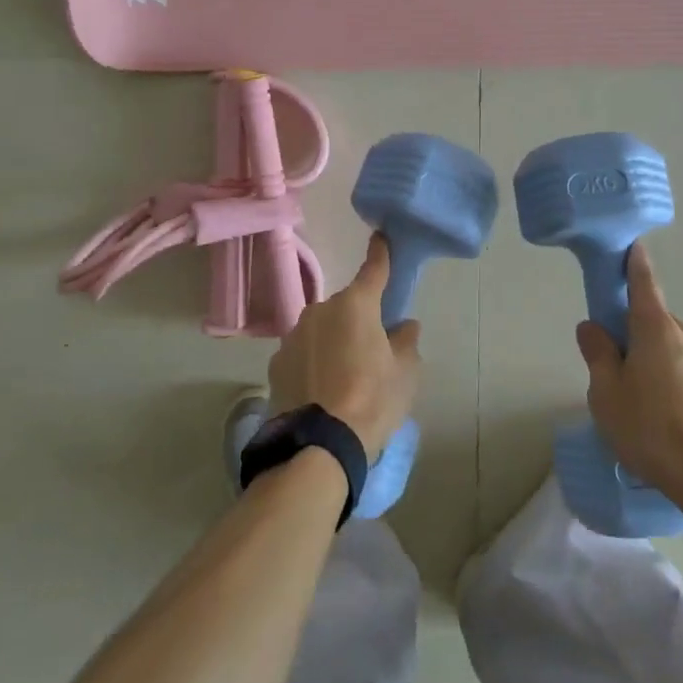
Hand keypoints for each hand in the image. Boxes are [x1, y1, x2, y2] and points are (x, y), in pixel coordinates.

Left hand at [268, 234, 421, 454]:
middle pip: (346, 306)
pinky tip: (321, 390)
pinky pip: (303, 353)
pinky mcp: (276, 363)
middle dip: (358, 319)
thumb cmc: (372, 401)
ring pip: (322, 330)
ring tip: (344, 377)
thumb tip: (403, 326)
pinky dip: (313, 362)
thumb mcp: (405, 374)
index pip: (374, 269)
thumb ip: (406, 343)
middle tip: (371, 349)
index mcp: (356, 305)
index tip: (381, 237)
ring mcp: (294, 336)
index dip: (380, 253)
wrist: (318, 445)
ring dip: (333, 341)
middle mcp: (320, 310)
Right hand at [574, 243, 682, 505]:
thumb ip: (598, 355)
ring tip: (643, 410)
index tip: (631, 246)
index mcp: (656, 329)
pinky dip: (674, 384)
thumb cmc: (652, 429)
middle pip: (653, 323)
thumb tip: (592, 327)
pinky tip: (667, 422)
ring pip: (671, 351)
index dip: (634, 263)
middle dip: (634, 338)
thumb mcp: (607, 394)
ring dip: (655, 364)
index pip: (644, 283)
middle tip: (616, 374)